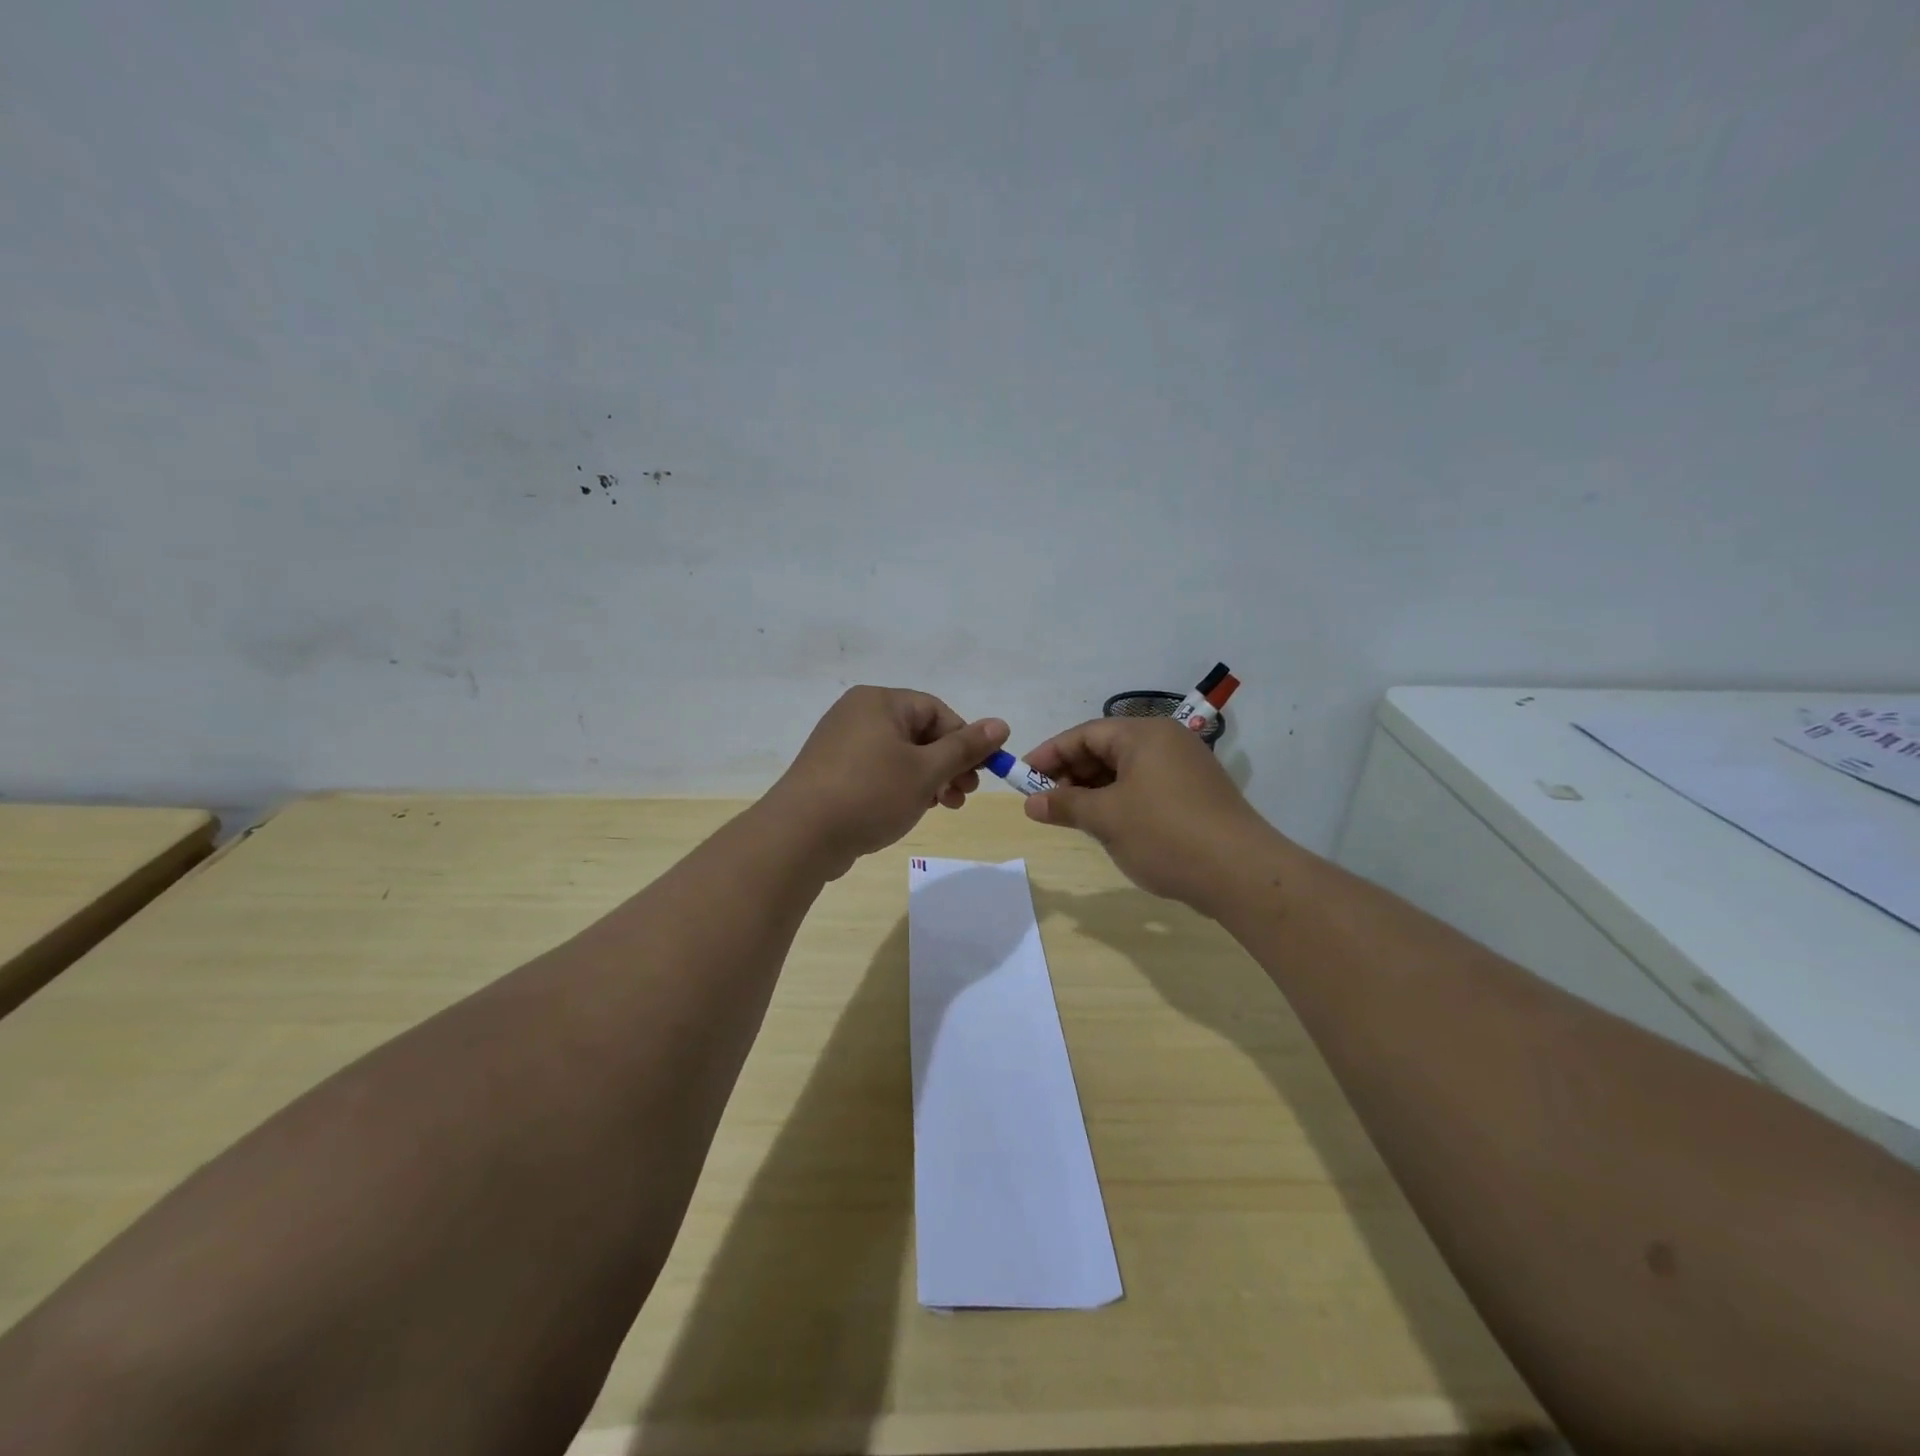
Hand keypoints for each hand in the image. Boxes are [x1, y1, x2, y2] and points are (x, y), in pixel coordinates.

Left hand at [765, 686, 1009, 876]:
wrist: (800, 835)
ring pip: (900, 755)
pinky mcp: (832, 772)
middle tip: (965, 795)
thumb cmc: (870, 793)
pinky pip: (878, 771)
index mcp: (879, 702)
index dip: (964, 740)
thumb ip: (965, 748)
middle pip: (919, 732)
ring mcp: (841, 744)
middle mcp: (858, 714)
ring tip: (944, 807)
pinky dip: (901, 787)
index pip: (936, 710)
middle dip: (948, 764)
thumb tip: (1001, 724)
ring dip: (928, 779)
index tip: (980, 773)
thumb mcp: (926, 771)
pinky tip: (911, 810)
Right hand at [1023, 717, 1280, 912]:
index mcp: (1144, 734)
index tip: (1023, 778)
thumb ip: (1065, 805)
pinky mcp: (1195, 794)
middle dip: (1071, 775)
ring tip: (1071, 817)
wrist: (1242, 873)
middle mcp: (1166, 741)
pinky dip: (1119, 800)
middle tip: (1045, 804)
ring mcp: (1185, 767)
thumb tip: (1031, 803)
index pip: (1085, 734)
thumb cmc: (1164, 834)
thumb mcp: (1106, 818)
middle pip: (1105, 748)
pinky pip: (1145, 787)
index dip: (1050, 755)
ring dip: (1094, 790)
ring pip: (1125, 770)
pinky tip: (1106, 825)